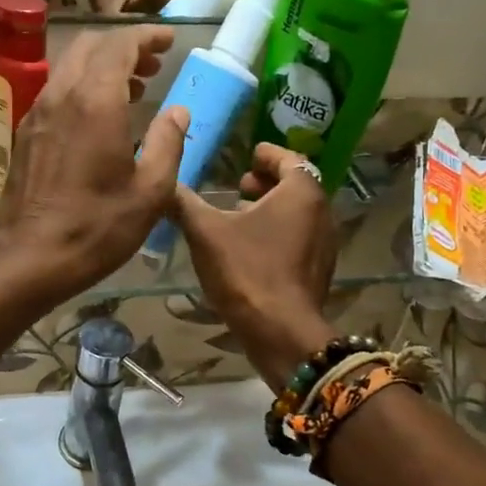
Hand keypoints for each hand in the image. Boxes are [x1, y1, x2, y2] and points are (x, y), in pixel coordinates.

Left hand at [0, 26, 188, 296]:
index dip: (146, 36)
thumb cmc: (96, 227)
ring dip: (102, 66)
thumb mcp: (150, 191)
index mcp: (95, 101)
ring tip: (133, 88)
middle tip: (153, 65)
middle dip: (124, 46)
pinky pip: (56, 91)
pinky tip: (99, 116)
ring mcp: (37, 112)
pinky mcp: (25, 133)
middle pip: (90, 46)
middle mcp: (62, 95)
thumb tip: (178, 111)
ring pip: (69, 66)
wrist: (28, 257)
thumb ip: (167, 143)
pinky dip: (82, 86)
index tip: (168, 40)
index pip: (120, 45)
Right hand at [171, 144, 338, 389]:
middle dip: (267, 181)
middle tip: (239, 184)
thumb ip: (184, 202)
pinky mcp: (317, 271)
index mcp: (301, 193)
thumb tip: (162, 184)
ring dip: (271, 208)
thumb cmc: (247, 271)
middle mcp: (321, 213)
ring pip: (298, 214)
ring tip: (239, 213)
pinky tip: (249, 247)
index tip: (249, 153)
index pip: (289, 159)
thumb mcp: (206, 232)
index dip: (267, 154)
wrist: (281, 332)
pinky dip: (277, 232)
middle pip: (296, 186)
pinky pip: (299, 238)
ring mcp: (323, 244)